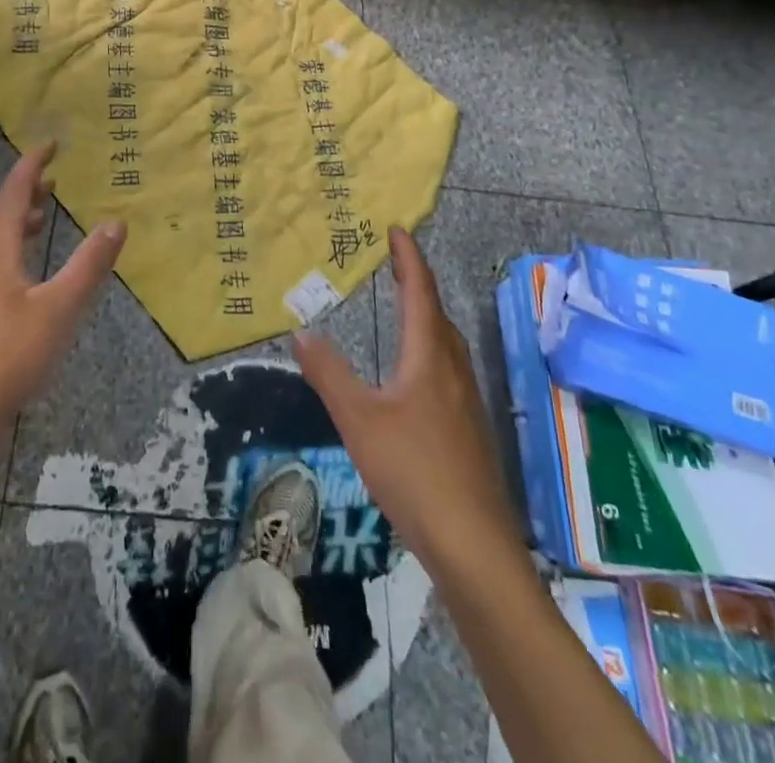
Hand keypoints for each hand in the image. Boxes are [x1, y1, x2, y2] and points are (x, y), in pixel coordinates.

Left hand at [0, 143, 126, 447]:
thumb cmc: (8, 355)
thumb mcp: (60, 308)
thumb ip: (89, 264)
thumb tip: (116, 222)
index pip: (14, 191)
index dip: (33, 165)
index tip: (50, 145)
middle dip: (26, 192)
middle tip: (52, 179)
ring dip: (16, 221)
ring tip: (40, 217)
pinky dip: (7, 248)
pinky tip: (20, 273)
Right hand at [294, 228, 519, 574]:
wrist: (474, 544)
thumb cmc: (414, 472)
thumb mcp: (358, 421)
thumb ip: (329, 374)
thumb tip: (300, 331)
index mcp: (429, 357)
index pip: (420, 292)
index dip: (408, 259)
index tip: (397, 230)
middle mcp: (453, 370)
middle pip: (437, 313)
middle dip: (416, 283)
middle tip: (394, 263)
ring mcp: (467, 401)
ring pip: (447, 343)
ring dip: (426, 315)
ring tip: (404, 308)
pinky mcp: (470, 428)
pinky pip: (449, 367)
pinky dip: (431, 347)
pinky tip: (417, 374)